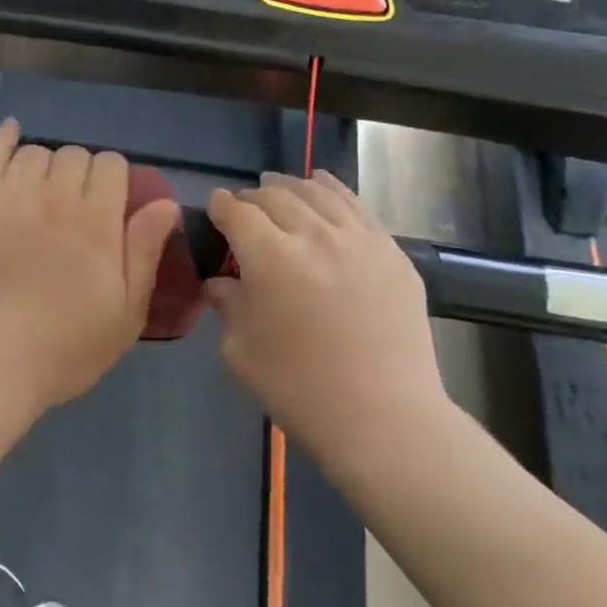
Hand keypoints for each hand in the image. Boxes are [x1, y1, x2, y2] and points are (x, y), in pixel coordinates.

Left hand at [0, 120, 180, 409]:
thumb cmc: (66, 344)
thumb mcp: (126, 312)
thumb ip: (145, 252)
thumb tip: (165, 204)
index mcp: (97, 220)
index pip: (112, 165)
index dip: (115, 179)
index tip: (110, 204)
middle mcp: (55, 196)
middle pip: (75, 155)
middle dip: (82, 172)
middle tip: (75, 205)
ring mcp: (11, 195)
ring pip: (36, 153)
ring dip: (46, 164)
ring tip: (42, 190)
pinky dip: (3, 139)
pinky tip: (12, 134)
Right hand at [206, 171, 448, 486]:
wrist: (383, 419)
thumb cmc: (298, 388)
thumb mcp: (239, 350)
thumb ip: (226, 304)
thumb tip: (221, 282)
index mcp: (269, 256)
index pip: (236, 212)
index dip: (220, 207)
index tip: (214, 211)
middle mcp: (313, 235)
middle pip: (275, 196)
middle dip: (252, 197)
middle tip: (244, 210)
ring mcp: (359, 240)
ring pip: (317, 193)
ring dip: (291, 187)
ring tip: (279, 188)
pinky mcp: (392, 253)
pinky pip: (358, 207)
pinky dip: (333, 190)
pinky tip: (324, 188)